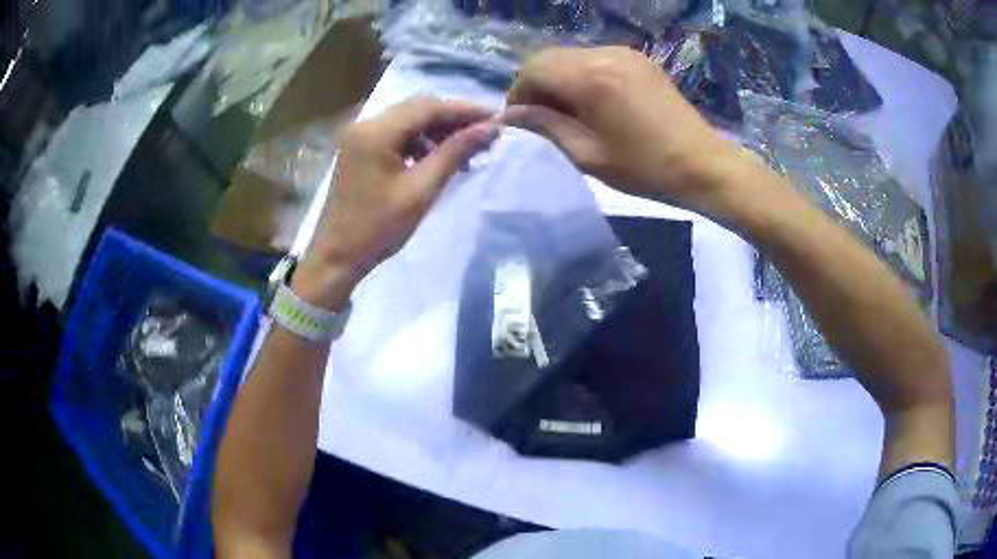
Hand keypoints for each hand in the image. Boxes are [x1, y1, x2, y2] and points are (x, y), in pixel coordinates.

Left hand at [294, 97, 498, 309]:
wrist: (336, 257)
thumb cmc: (377, 229)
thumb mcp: (421, 190)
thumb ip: (455, 153)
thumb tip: (490, 129)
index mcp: (376, 132)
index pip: (429, 107)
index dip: (466, 110)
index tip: (497, 119)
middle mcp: (365, 123)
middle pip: (418, 108)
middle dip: (453, 118)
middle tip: (484, 134)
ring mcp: (359, 135)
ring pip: (407, 119)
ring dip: (436, 130)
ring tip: (463, 151)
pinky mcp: (359, 148)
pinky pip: (395, 133)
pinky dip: (418, 140)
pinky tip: (435, 158)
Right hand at [504, 47, 737, 210]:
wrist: (702, 165)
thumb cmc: (644, 168)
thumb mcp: (587, 154)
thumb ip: (545, 127)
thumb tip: (510, 115)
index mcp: (590, 78)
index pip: (534, 69)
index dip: (518, 93)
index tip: (520, 120)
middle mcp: (604, 54)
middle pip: (549, 57)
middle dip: (536, 85)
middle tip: (541, 118)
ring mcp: (624, 53)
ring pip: (571, 56)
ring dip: (558, 79)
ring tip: (567, 112)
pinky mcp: (638, 59)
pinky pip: (595, 59)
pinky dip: (581, 75)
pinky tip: (592, 102)